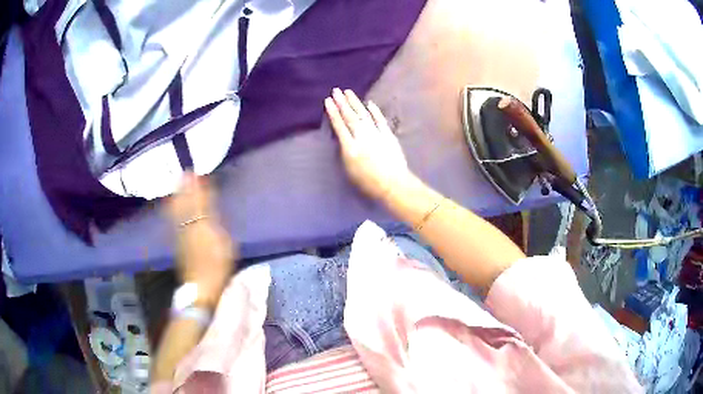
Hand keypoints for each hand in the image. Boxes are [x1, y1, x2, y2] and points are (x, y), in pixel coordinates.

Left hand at [166, 173, 235, 308]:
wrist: (201, 286)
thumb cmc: (217, 266)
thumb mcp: (223, 243)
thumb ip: (215, 223)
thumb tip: (209, 206)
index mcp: (200, 225)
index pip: (198, 201)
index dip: (197, 187)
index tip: (195, 172)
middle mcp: (187, 226)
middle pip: (184, 203)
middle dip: (184, 188)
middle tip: (184, 173)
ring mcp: (181, 235)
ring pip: (177, 210)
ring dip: (178, 195)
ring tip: (178, 183)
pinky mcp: (179, 242)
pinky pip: (175, 219)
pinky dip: (175, 208)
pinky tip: (173, 204)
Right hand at [325, 88, 412, 201]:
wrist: (393, 184)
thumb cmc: (368, 183)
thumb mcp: (349, 170)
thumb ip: (345, 152)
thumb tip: (342, 139)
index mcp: (350, 148)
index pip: (339, 126)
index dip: (333, 112)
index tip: (328, 101)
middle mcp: (362, 137)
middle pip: (350, 117)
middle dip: (342, 103)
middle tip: (336, 90)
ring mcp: (376, 134)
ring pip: (364, 115)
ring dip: (355, 103)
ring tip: (348, 92)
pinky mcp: (388, 135)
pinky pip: (380, 120)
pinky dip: (374, 111)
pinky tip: (369, 103)